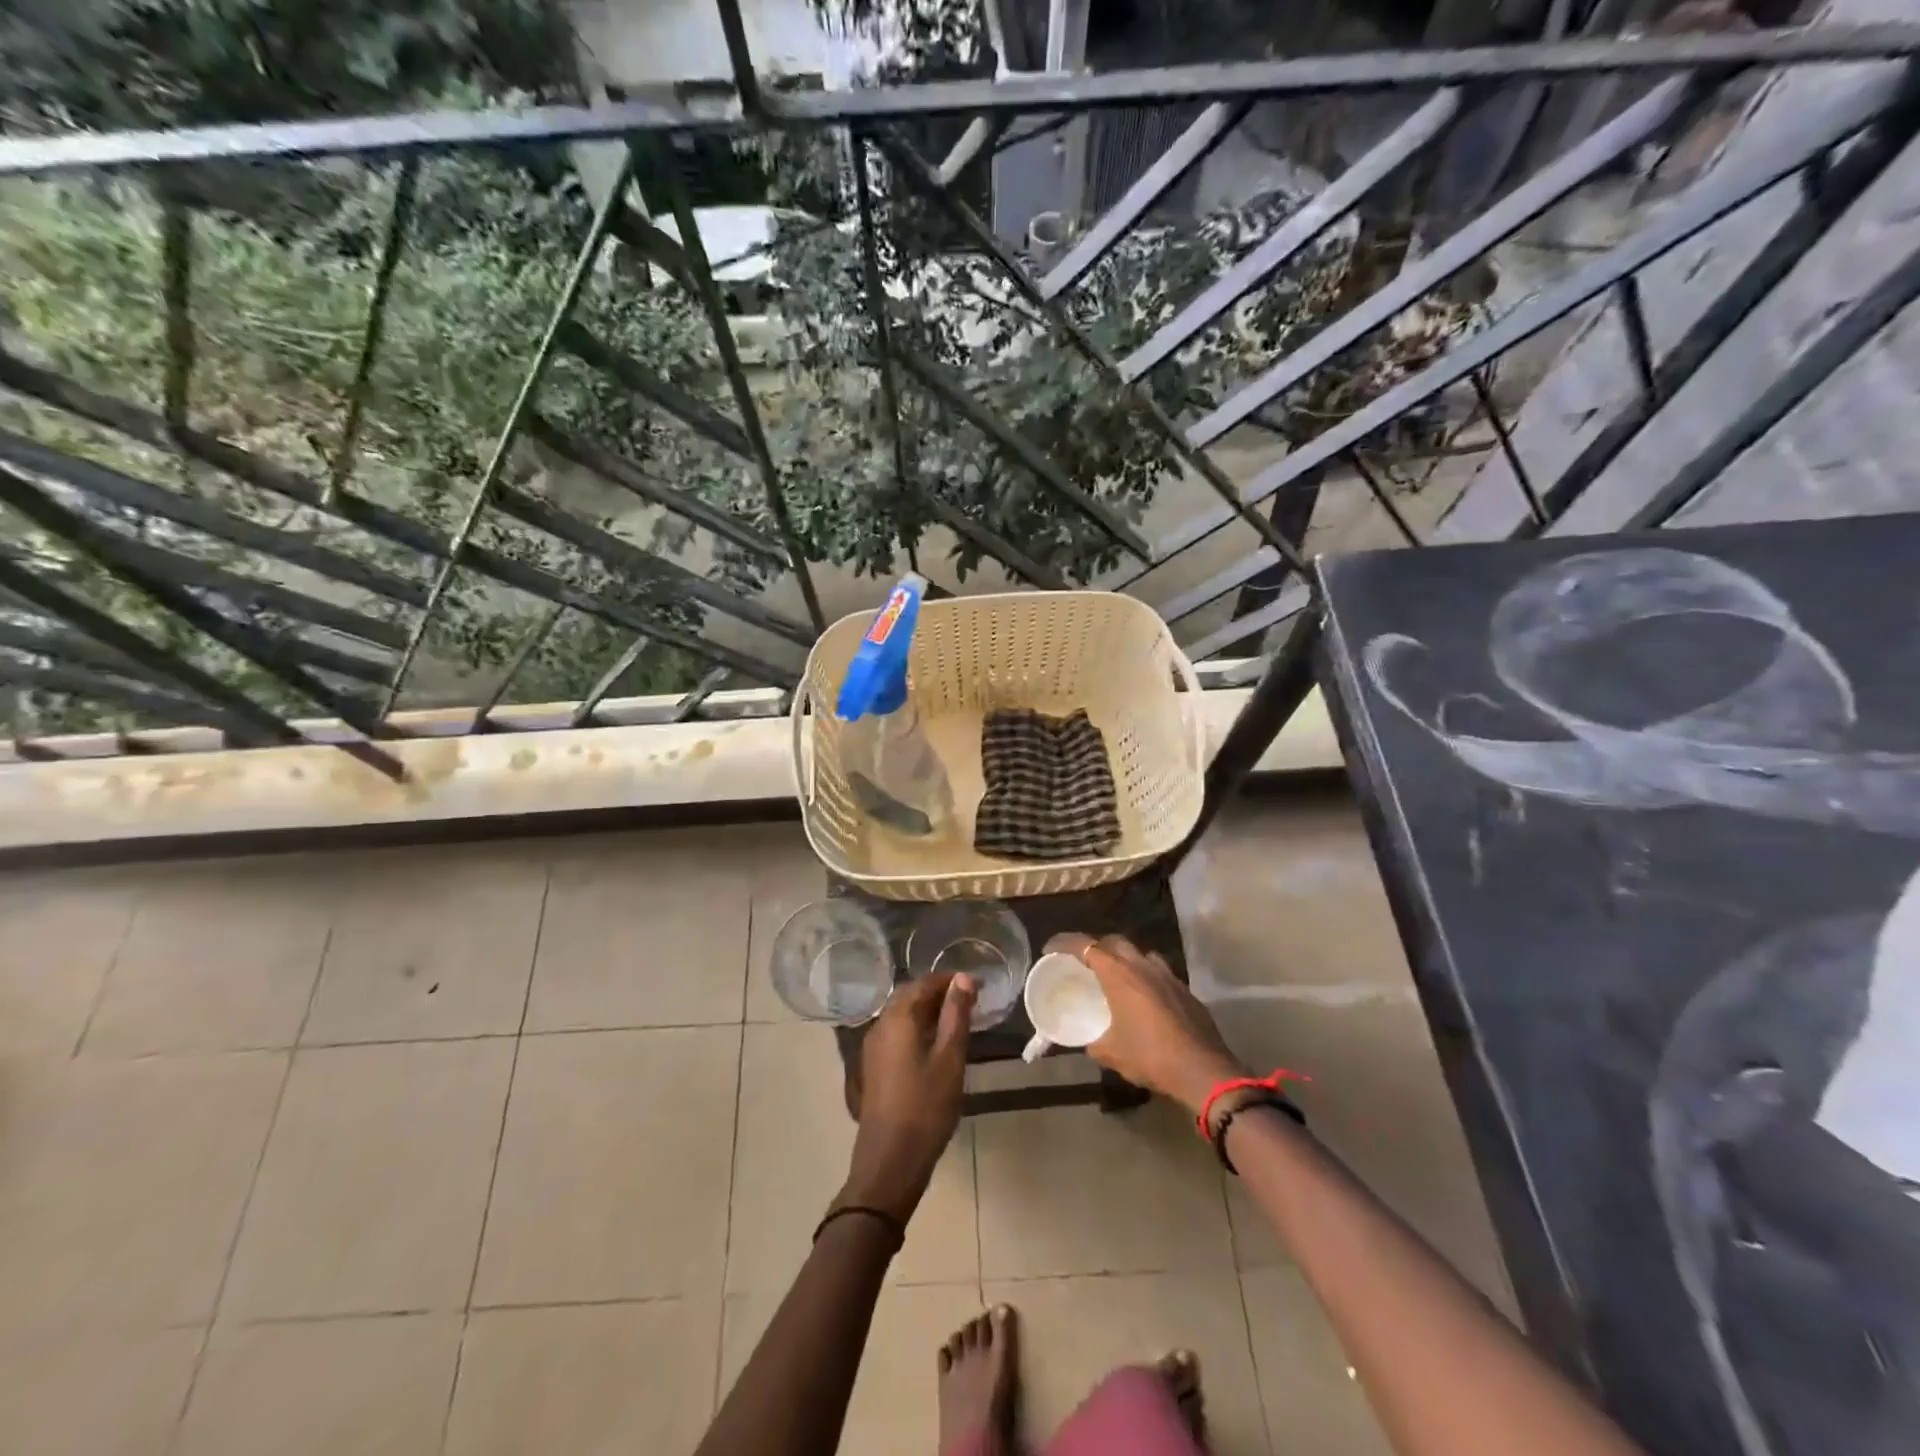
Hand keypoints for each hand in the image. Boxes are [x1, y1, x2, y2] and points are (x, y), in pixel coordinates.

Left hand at [837, 971, 975, 1224]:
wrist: (890, 1161)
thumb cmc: (925, 1107)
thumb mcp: (950, 1059)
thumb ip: (956, 1015)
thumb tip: (963, 979)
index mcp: (897, 1018)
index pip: (924, 983)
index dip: (950, 980)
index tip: (977, 984)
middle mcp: (880, 1026)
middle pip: (909, 996)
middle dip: (938, 992)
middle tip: (969, 999)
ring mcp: (873, 1048)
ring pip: (902, 1015)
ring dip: (928, 1010)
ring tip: (957, 1019)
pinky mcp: (875, 1067)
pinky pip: (897, 1033)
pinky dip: (918, 1028)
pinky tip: (936, 1043)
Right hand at [1048, 934, 1243, 1115]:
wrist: (1203, 1071)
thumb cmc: (1150, 1057)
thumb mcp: (1112, 1053)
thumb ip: (1095, 1042)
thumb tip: (1088, 1042)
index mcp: (1119, 975)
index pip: (1086, 946)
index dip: (1064, 943)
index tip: (1050, 949)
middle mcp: (1143, 966)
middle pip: (1114, 942)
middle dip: (1096, 946)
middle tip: (1083, 961)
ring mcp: (1168, 975)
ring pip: (1140, 954)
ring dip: (1124, 958)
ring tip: (1114, 976)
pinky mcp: (1185, 990)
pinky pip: (1158, 972)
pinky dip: (1145, 976)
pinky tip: (1143, 998)